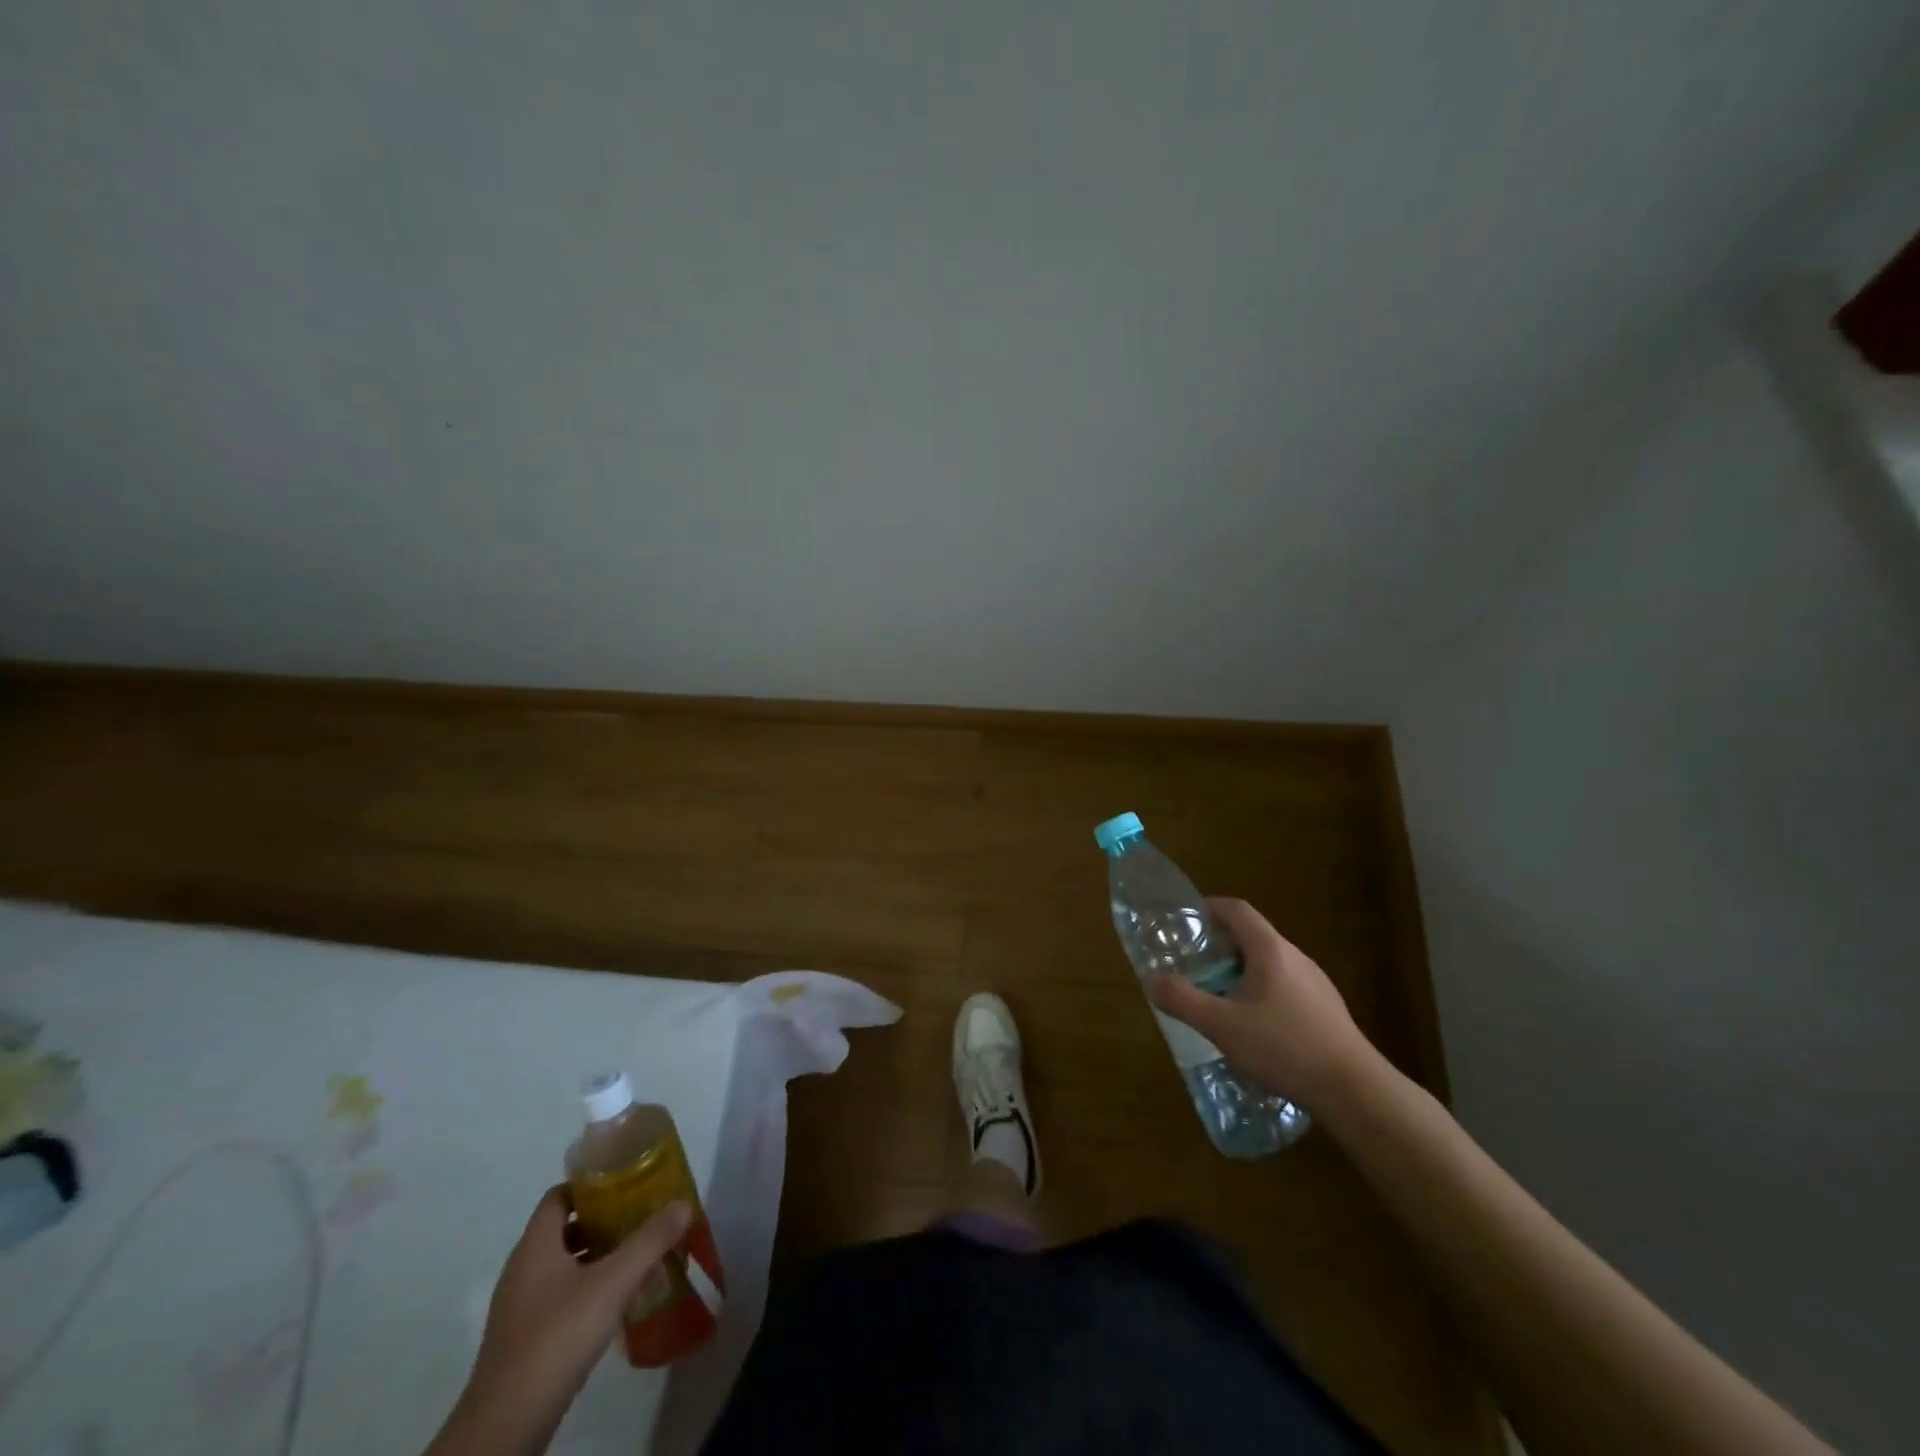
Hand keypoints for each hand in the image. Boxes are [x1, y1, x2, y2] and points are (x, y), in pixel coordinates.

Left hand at [427, 1188, 691, 1455]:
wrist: (506, 1425)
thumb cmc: (557, 1336)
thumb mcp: (613, 1282)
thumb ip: (650, 1241)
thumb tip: (683, 1203)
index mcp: (535, 1247)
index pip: (559, 1196)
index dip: (590, 1184)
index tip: (625, 1181)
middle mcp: (523, 1270)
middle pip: (563, 1228)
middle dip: (602, 1219)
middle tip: (641, 1213)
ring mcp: (521, 1307)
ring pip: (563, 1264)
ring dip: (597, 1255)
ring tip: (637, 1252)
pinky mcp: (526, 1338)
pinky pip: (560, 1295)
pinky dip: (587, 1286)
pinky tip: (616, 1298)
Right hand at [1148, 898, 1370, 1107]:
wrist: (1355, 1091)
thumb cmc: (1284, 1047)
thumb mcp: (1222, 1026)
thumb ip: (1183, 1000)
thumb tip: (1153, 981)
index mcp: (1270, 950)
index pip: (1237, 910)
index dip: (1210, 908)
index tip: (1187, 921)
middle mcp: (1295, 957)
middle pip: (1252, 936)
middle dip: (1220, 946)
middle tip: (1194, 967)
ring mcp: (1316, 984)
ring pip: (1269, 964)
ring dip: (1240, 972)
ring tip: (1218, 999)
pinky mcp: (1327, 1011)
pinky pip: (1285, 988)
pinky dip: (1261, 993)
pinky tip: (1253, 1029)